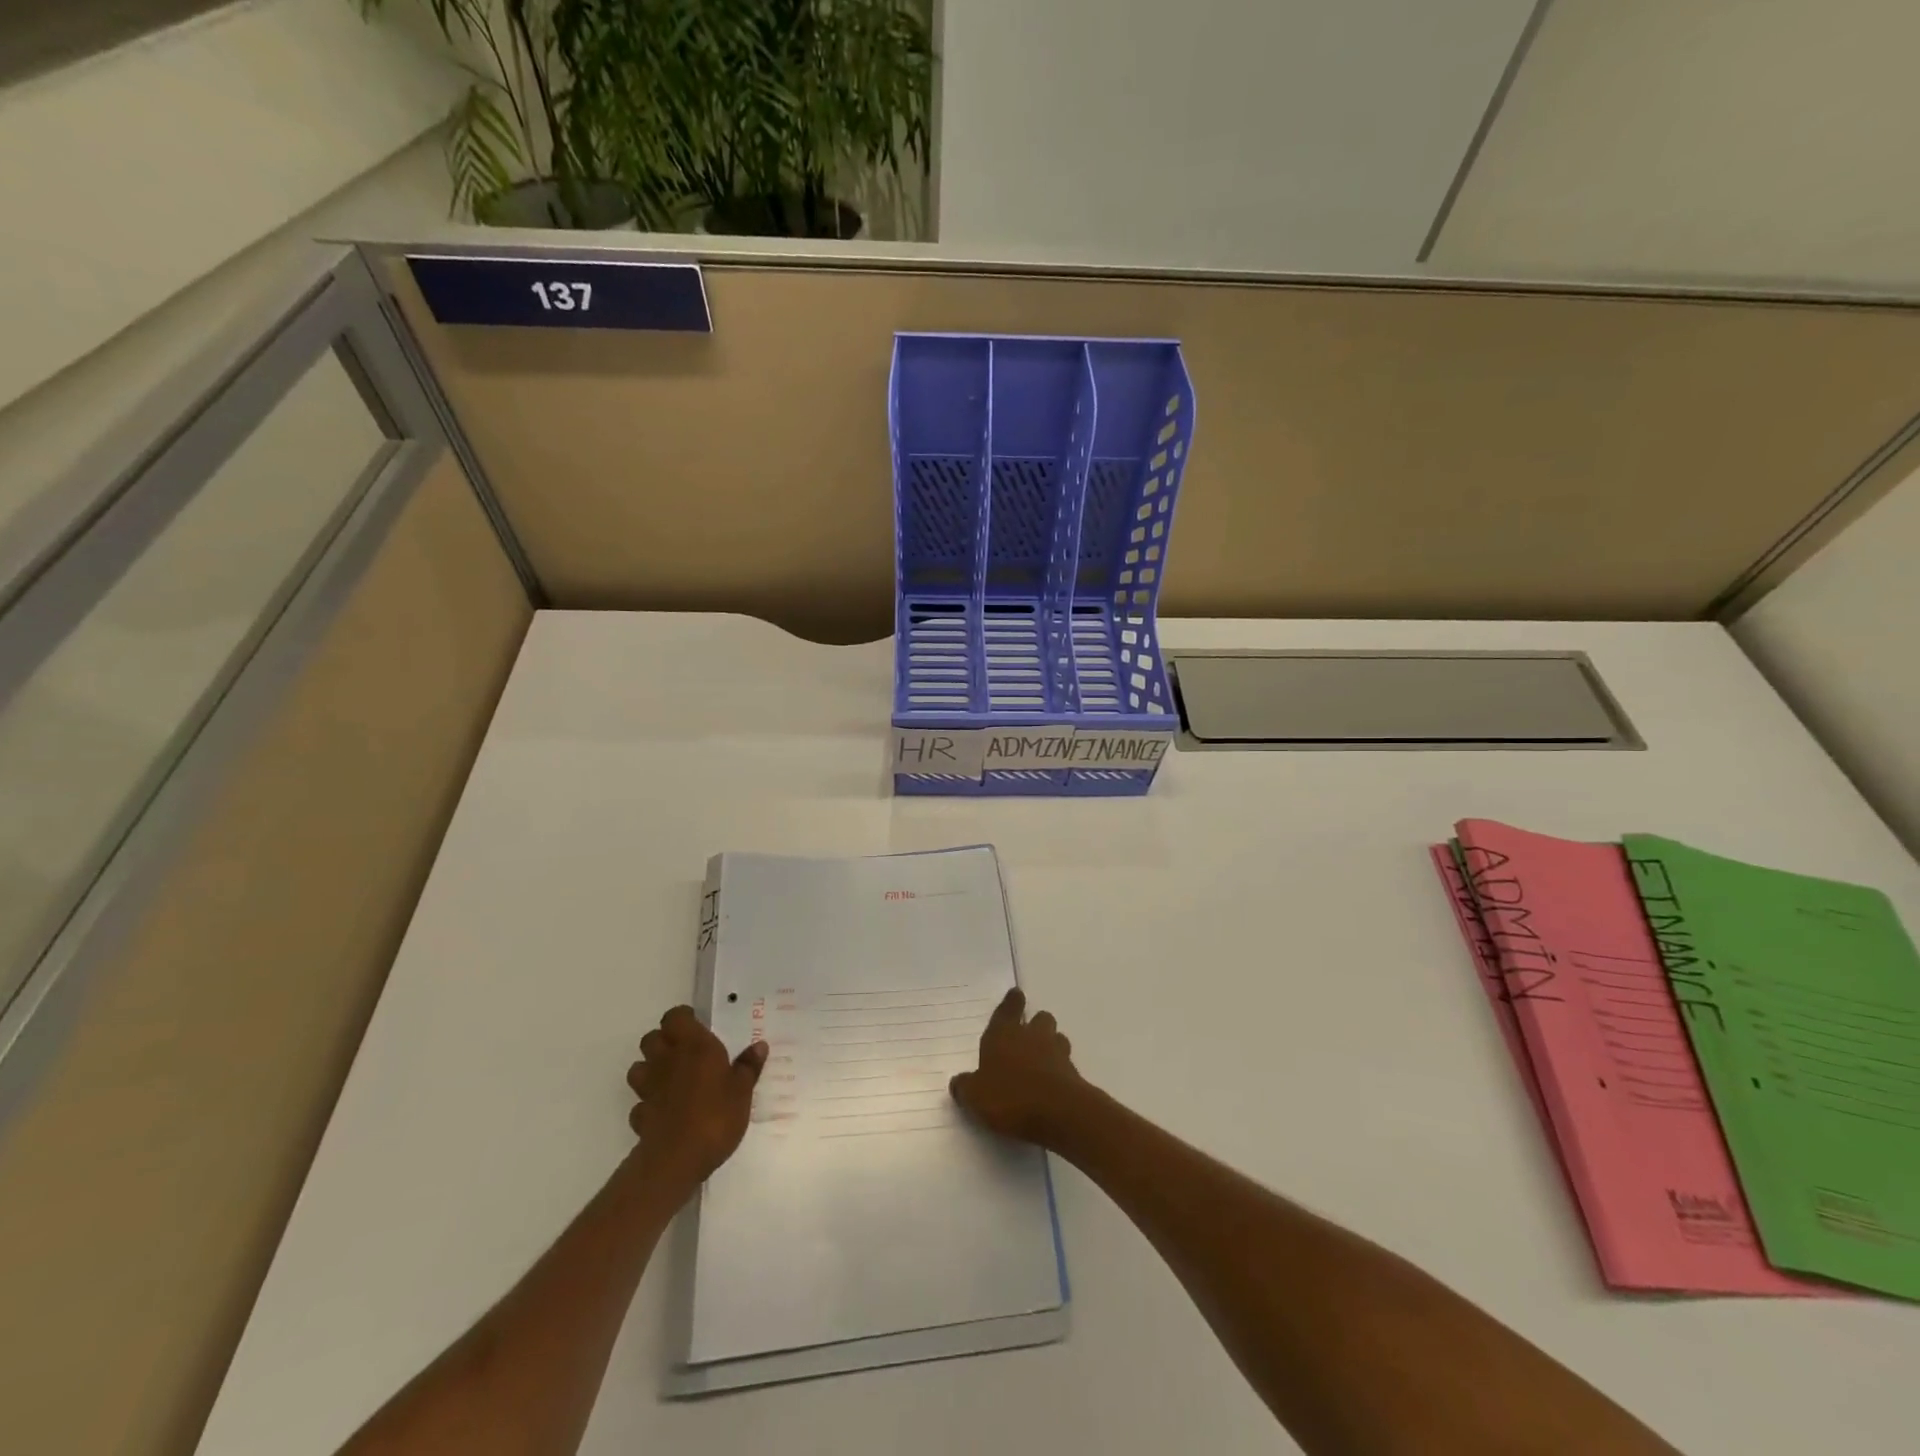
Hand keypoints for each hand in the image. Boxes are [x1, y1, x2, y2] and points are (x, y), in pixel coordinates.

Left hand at [626, 1006, 767, 1187]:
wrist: (676, 1159)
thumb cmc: (716, 1115)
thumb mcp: (743, 1091)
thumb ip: (749, 1066)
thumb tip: (759, 1046)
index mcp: (694, 1046)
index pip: (675, 1017)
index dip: (682, 1018)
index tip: (696, 1024)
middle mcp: (667, 1060)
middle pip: (651, 1038)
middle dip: (663, 1041)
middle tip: (684, 1050)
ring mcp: (649, 1088)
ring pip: (638, 1067)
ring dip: (650, 1069)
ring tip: (670, 1078)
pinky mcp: (639, 1115)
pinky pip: (640, 1102)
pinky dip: (649, 1103)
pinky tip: (664, 1111)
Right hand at [950, 988, 1087, 1145]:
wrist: (1058, 1112)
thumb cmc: (1010, 1096)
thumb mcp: (975, 1096)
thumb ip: (965, 1087)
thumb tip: (958, 1081)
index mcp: (1004, 1033)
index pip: (1008, 1009)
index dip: (1012, 1001)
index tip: (1017, 993)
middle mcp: (1031, 1036)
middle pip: (1039, 1018)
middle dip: (1035, 1024)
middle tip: (1027, 1036)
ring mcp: (1056, 1051)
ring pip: (1056, 1037)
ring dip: (1051, 1044)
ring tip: (1042, 1060)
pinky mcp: (1074, 1072)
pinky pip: (1066, 1063)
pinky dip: (1060, 1069)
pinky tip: (1052, 1084)